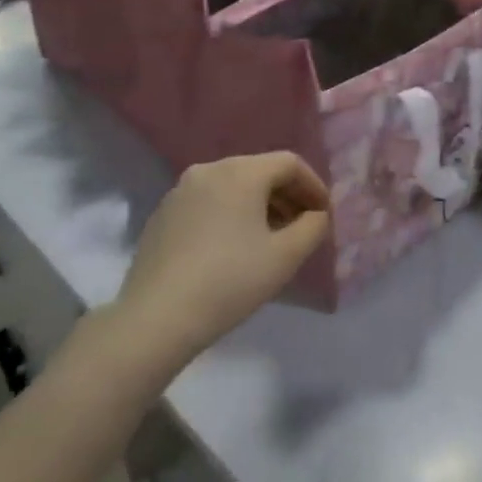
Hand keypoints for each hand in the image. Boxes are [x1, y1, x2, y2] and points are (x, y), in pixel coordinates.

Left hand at [106, 153, 330, 375]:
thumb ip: (313, 227)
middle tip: (302, 226)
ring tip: (271, 239)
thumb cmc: (231, 280)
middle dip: (287, 195)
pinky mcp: (162, 215)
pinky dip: (230, 215)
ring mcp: (180, 191)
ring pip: (232, 187)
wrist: (157, 317)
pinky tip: (234, 248)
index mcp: (240, 172)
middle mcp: (209, 170)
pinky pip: (208, 203)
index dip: (314, 186)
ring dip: (259, 206)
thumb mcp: (286, 256)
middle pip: (260, 171)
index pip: (289, 163)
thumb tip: (315, 215)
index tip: (324, 215)